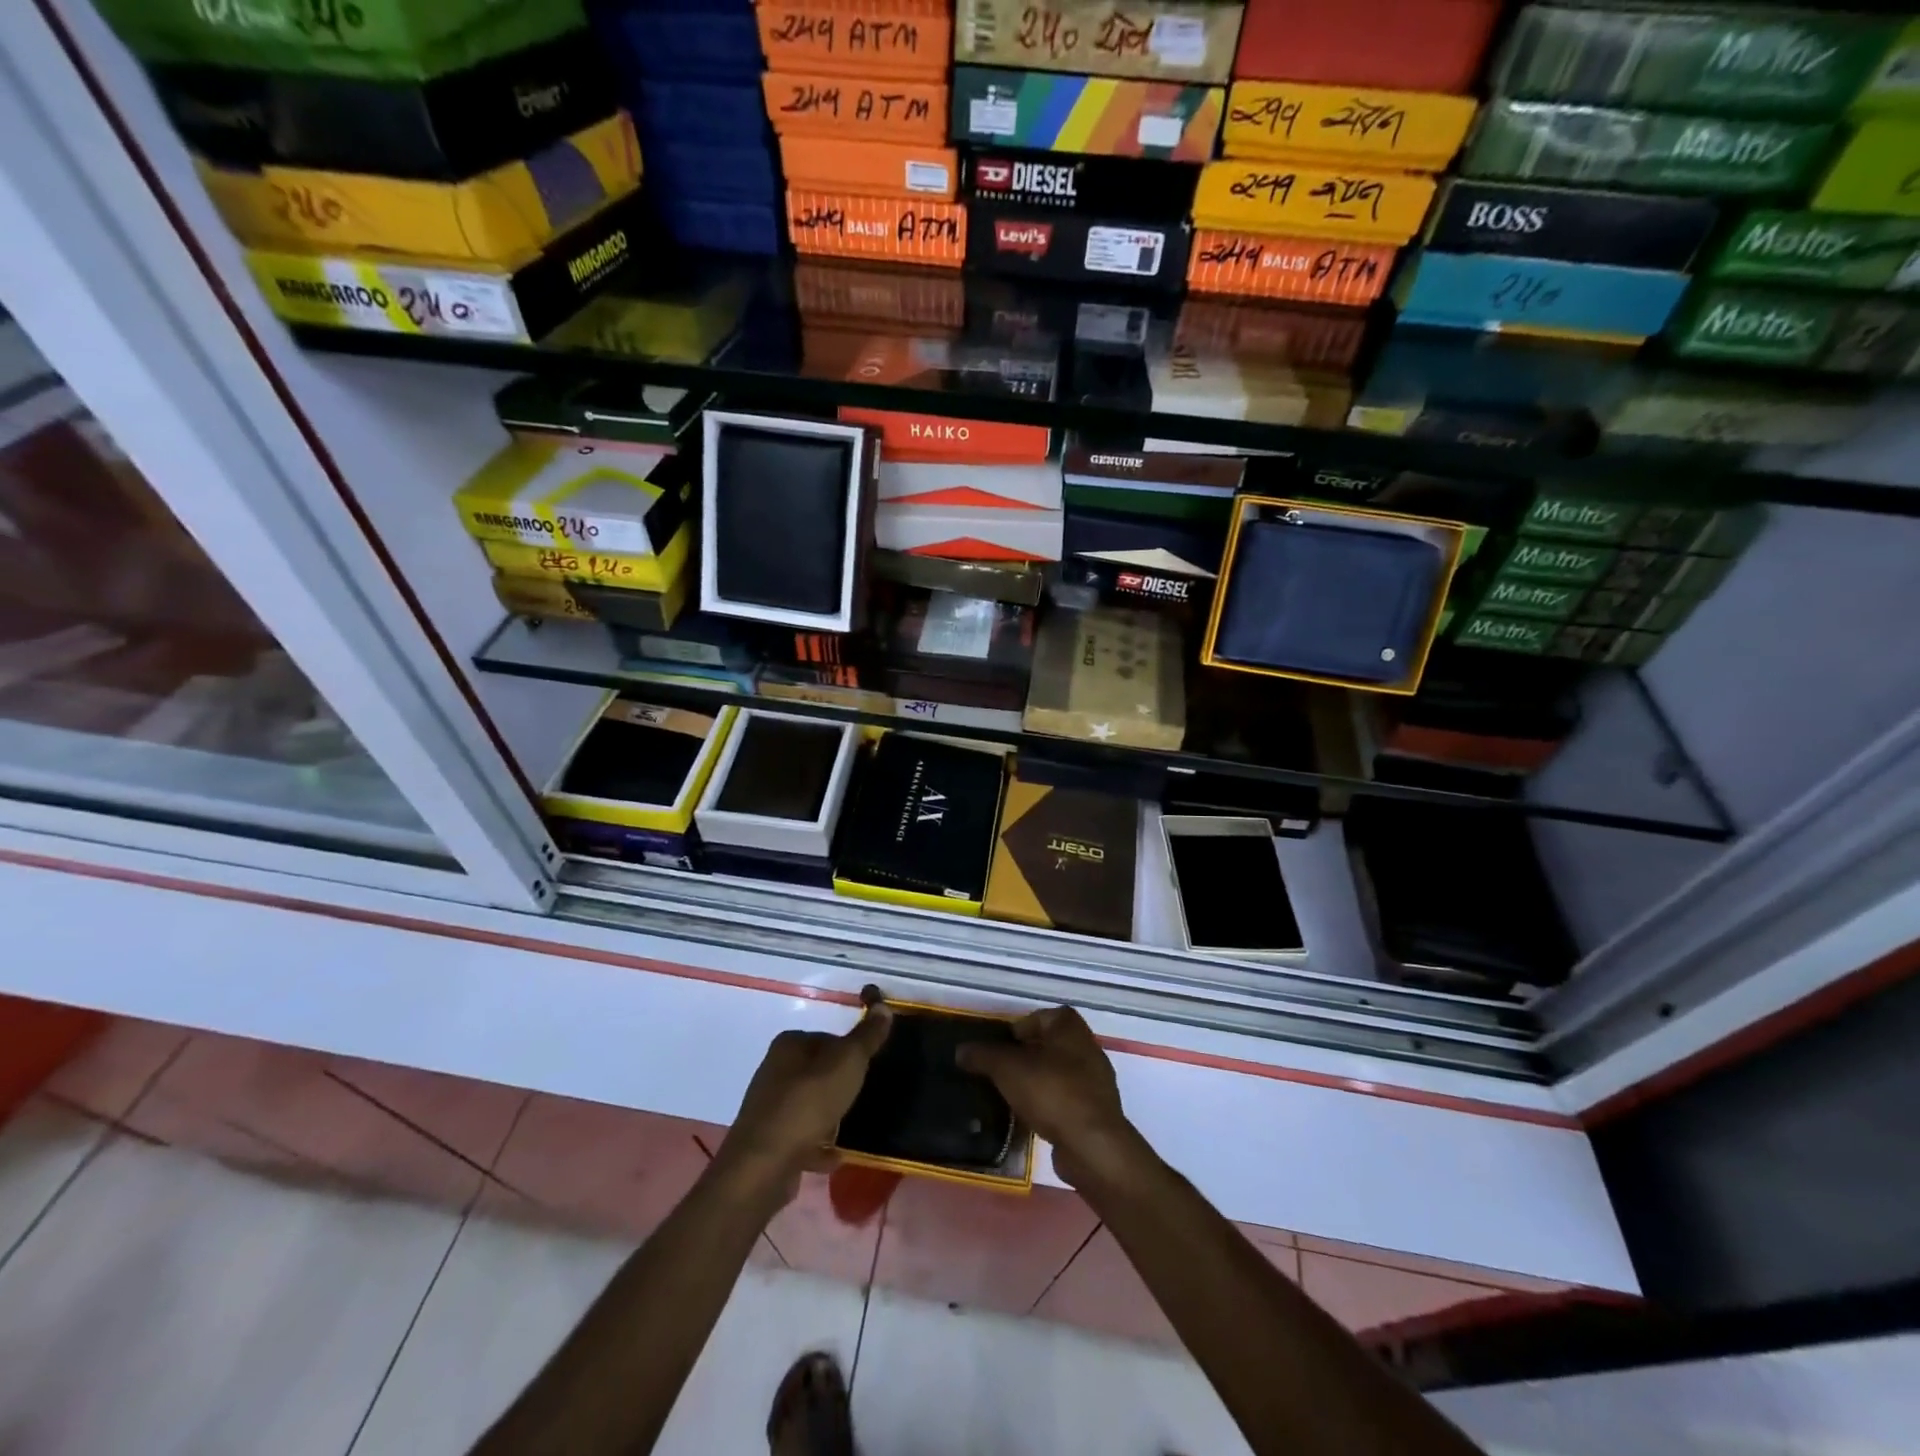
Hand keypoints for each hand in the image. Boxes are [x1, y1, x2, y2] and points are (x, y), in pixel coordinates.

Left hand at [716, 988, 892, 1200]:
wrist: (765, 1166)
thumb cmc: (808, 1103)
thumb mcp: (847, 1062)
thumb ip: (867, 1036)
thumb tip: (883, 1006)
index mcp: (789, 1044)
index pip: (828, 1038)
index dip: (850, 1053)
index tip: (866, 1070)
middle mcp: (774, 1070)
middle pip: (818, 1072)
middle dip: (839, 1086)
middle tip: (860, 1099)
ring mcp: (768, 1107)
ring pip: (809, 1105)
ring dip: (829, 1117)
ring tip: (848, 1128)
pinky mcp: (768, 1141)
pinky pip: (801, 1137)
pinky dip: (818, 1145)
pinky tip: (834, 1156)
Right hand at [956, 1006, 1139, 1187]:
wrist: (1091, 1144)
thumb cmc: (1050, 1091)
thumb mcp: (1007, 1068)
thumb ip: (983, 1055)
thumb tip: (961, 1050)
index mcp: (1070, 1028)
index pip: (1044, 1016)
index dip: (1022, 1026)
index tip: (1003, 1045)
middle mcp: (1087, 1048)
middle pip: (1051, 1044)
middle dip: (1027, 1055)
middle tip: (1002, 1069)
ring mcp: (1096, 1081)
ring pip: (1059, 1072)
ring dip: (1038, 1080)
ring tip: (1012, 1095)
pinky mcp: (1097, 1111)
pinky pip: (1067, 1099)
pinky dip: (1050, 1104)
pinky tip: (1032, 1118)